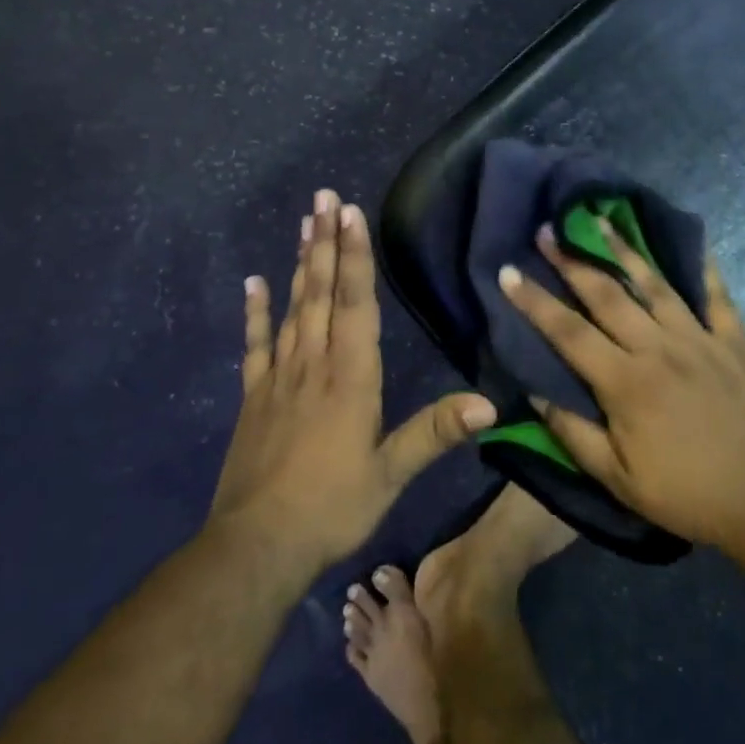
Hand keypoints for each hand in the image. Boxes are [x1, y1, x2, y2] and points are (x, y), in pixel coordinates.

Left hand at [209, 189, 496, 573]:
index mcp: (350, 378)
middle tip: (324, 198)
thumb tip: (489, 404)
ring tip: (304, 223)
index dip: (354, 257)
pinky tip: (255, 282)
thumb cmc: (332, 507)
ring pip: (293, 308)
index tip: (350, 214)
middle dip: (325, 242)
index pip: (355, 305)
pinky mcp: (254, 396)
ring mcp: (279, 377)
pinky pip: (256, 345)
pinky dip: (256, 312)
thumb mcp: (391, 474)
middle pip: (321, 293)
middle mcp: (314, 365)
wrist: (257, 545)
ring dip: (299, 263)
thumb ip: (435, 433)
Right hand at [499, 223, 744, 548]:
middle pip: (606, 294)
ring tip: (601, 220)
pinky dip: (704, 267)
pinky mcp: (735, 342)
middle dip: (572, 260)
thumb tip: (533, 393)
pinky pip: (717, 296)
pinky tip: (692, 242)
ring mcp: (700, 339)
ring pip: (655, 284)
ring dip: (623, 250)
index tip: (508, 271)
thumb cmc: (689, 495)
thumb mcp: (619, 480)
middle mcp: (658, 348)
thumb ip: (573, 434)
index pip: (568, 332)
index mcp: (625, 382)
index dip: (534, 301)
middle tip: (548, 230)